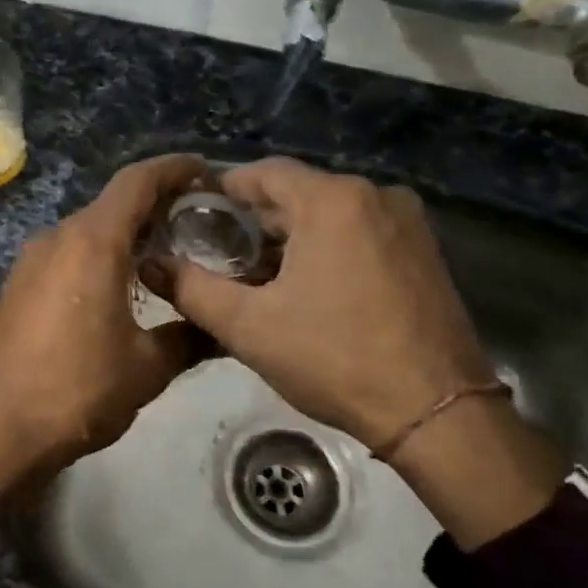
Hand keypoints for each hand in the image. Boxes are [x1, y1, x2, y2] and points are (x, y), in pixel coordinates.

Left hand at [0, 153, 211, 541]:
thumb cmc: (79, 389)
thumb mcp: (148, 367)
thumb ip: (190, 337)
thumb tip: (219, 329)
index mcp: (92, 242)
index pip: (137, 181)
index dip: (175, 169)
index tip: (207, 173)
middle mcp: (57, 238)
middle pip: (112, 205)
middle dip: (156, 208)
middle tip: (198, 226)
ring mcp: (30, 260)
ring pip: (87, 231)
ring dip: (125, 236)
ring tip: (164, 259)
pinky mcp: (17, 285)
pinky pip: (66, 255)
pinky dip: (97, 257)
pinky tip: (118, 289)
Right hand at [157, 158, 563, 549]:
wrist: (438, 414)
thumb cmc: (335, 359)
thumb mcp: (248, 326)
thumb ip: (190, 288)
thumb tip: (150, 265)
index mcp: (333, 201)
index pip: (263, 173)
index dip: (222, 191)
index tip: (193, 217)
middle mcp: (375, 196)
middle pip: (297, 194)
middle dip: (255, 223)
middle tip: (217, 257)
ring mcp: (407, 224)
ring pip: (329, 216)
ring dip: (290, 240)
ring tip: (256, 280)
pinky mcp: (424, 253)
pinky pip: (359, 234)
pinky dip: (326, 251)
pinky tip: (306, 290)